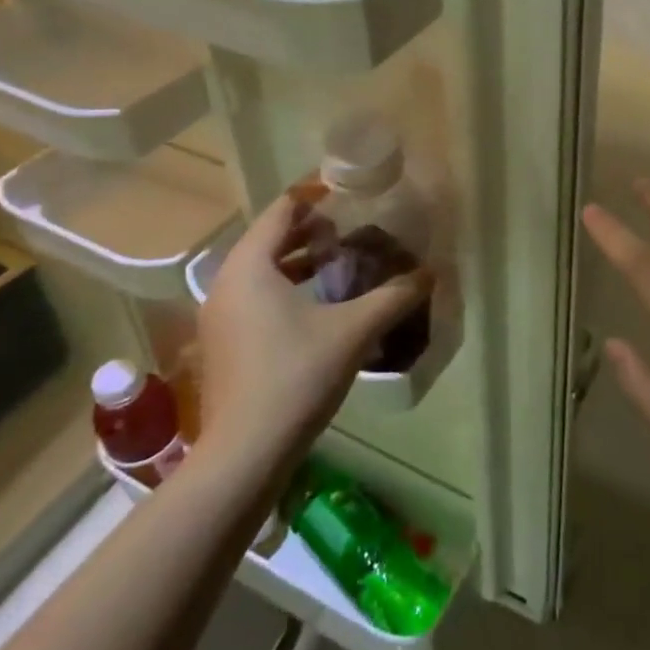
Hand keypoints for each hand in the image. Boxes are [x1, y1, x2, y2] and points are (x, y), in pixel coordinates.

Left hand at [197, 193, 428, 465]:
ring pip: (261, 270)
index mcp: (250, 266)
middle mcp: (226, 283)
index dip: (315, 197)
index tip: (348, 193)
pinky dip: (285, 287)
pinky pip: (255, 296)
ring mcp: (219, 316)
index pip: (282, 210)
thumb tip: (429, 273)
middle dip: (310, 230)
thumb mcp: (353, 331)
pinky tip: (319, 304)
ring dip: (299, 260)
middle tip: (352, 227)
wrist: (244, 455)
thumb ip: (394, 296)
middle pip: (269, 238)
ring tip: (340, 260)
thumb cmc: (296, 376)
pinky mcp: (223, 344)